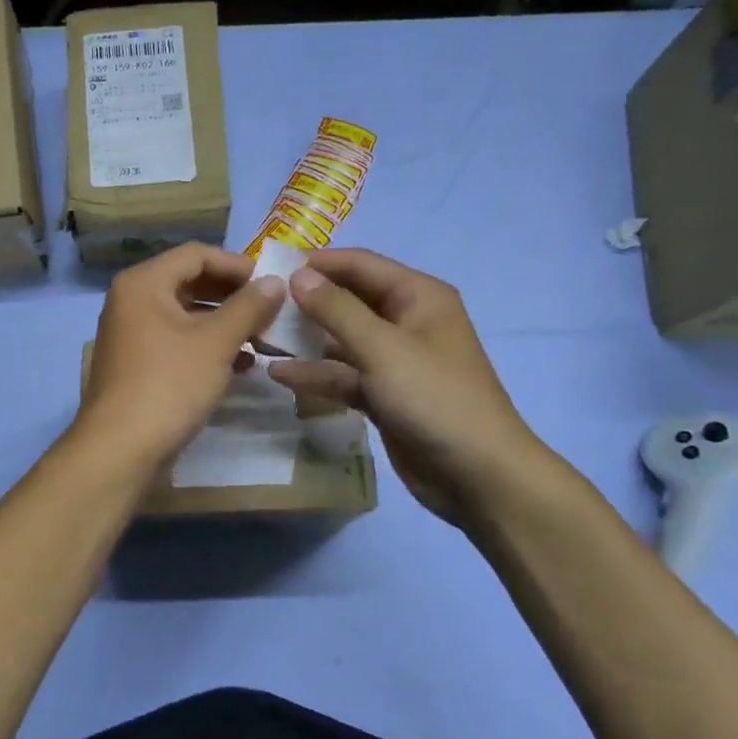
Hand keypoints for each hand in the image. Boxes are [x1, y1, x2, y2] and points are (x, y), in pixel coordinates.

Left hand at [78, 244, 287, 465]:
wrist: (121, 449)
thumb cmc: (169, 384)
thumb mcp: (216, 342)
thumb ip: (248, 307)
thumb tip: (276, 282)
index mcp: (144, 283)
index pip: (196, 254)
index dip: (237, 264)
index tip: (272, 282)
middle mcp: (132, 300)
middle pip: (190, 282)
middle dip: (233, 295)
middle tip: (271, 310)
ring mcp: (132, 334)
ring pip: (186, 315)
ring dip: (225, 323)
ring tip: (263, 338)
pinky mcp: (138, 364)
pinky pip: (178, 342)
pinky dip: (208, 347)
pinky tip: (241, 364)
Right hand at [266, 249, 545, 529]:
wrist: (478, 475)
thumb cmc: (434, 398)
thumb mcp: (382, 348)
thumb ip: (337, 310)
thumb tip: (298, 275)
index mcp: (418, 297)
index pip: (360, 265)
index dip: (317, 263)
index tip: (270, 267)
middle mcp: (407, 320)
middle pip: (349, 300)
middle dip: (307, 302)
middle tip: (259, 304)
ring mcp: (395, 360)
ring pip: (342, 340)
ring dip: (306, 339)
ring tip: (259, 337)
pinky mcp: (385, 394)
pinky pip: (345, 374)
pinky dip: (317, 374)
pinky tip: (279, 374)